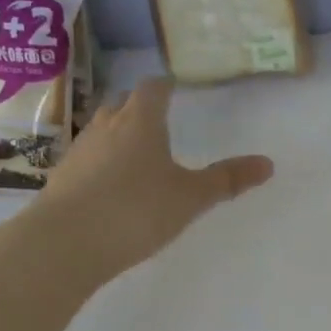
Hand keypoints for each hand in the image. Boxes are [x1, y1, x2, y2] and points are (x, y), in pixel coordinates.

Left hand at [28, 78, 272, 280]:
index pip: (152, 89)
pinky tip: (112, 183)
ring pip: (101, 129)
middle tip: (158, 116)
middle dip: (139, 106)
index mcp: (140, 122)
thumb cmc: (136, 210)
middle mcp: (106, 127)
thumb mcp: (191, 197)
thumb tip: (268, 163)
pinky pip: (87, 158)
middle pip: (122, 104)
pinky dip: (102, 161)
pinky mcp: (61, 179)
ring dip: (118, 133)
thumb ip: (228, 179)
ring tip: (137, 149)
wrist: (64, 244)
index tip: (174, 87)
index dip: (165, 86)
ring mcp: (79, 152)